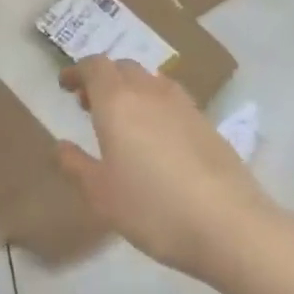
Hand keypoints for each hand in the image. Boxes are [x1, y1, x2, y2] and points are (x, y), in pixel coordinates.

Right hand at [56, 57, 279, 280]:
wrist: (231, 227)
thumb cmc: (153, 208)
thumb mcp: (101, 194)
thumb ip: (76, 165)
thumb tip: (61, 146)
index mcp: (117, 101)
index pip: (94, 66)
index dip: (77, 71)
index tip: (66, 86)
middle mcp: (149, 92)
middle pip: (123, 67)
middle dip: (103, 79)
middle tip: (90, 105)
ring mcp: (184, 106)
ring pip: (151, 81)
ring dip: (132, 90)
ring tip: (126, 120)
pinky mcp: (209, 125)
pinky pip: (174, 101)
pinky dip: (157, 107)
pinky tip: (159, 140)